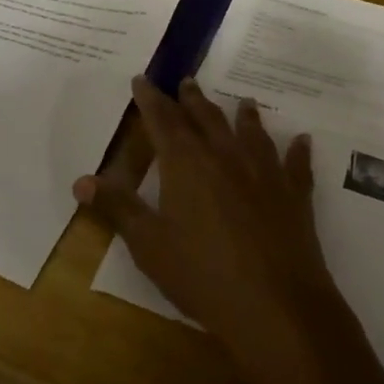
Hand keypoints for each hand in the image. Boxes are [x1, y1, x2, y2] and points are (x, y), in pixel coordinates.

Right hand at [74, 78, 346, 370]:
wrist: (274, 304)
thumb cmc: (201, 275)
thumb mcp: (149, 245)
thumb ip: (119, 207)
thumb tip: (82, 180)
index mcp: (186, 164)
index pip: (163, 120)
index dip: (151, 99)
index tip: (142, 79)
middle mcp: (226, 156)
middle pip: (206, 118)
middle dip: (193, 99)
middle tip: (187, 81)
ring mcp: (264, 172)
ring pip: (251, 133)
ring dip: (244, 116)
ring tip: (243, 102)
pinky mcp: (294, 194)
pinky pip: (296, 164)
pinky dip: (297, 150)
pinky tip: (301, 140)